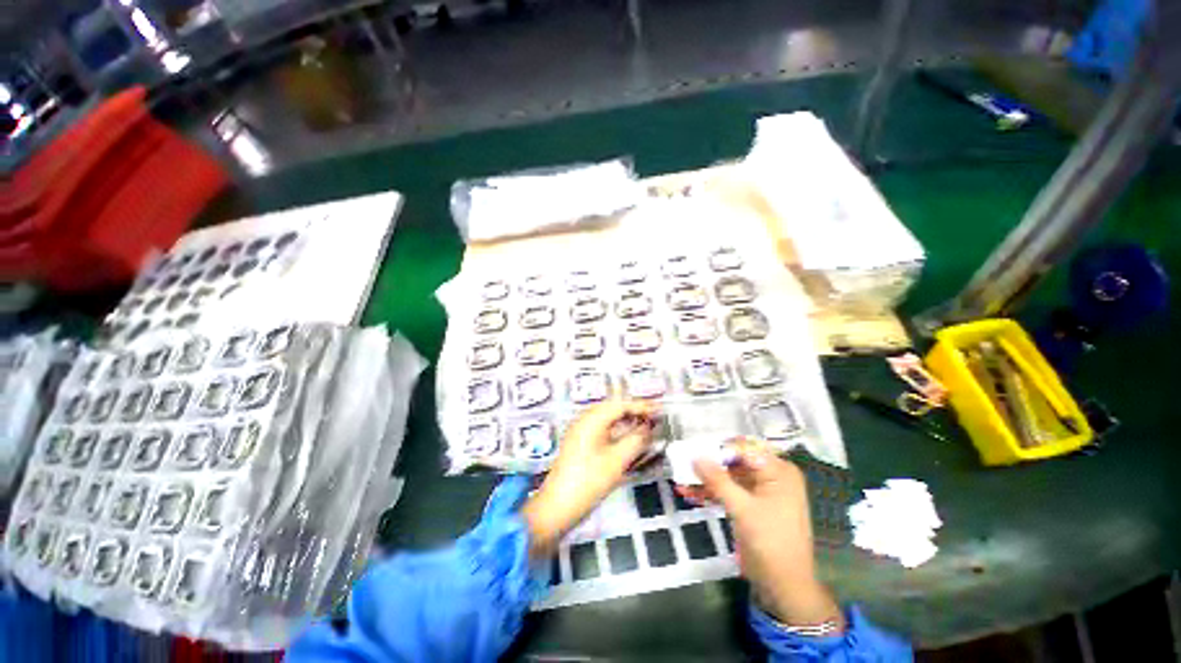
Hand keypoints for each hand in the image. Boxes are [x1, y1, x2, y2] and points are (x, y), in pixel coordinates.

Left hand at [522, 400, 657, 556]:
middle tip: (653, 417)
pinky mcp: (579, 441)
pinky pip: (601, 426)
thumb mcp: (618, 461)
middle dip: (634, 410)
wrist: (558, 506)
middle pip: (613, 407)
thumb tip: (650, 427)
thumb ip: (636, 440)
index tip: (659, 411)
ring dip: (625, 418)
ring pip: (607, 416)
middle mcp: (584, 419)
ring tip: (644, 424)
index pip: (620, 404)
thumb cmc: (589, 482)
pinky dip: (616, 428)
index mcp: (592, 419)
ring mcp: (580, 430)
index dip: (641, 406)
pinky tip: (626, 435)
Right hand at [689, 442, 844, 630]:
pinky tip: (690, 493)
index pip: (744, 449)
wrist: (784, 586)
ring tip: (681, 479)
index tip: (693, 448)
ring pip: (728, 477)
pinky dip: (711, 493)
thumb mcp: (743, 509)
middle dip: (709, 464)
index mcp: (778, 471)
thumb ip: (718, 480)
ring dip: (706, 480)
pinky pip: (728, 492)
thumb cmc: (771, 543)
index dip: (718, 448)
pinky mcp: (750, 505)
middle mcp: (771, 476)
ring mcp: (760, 491)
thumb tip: (695, 456)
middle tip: (683, 462)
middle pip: (734, 461)